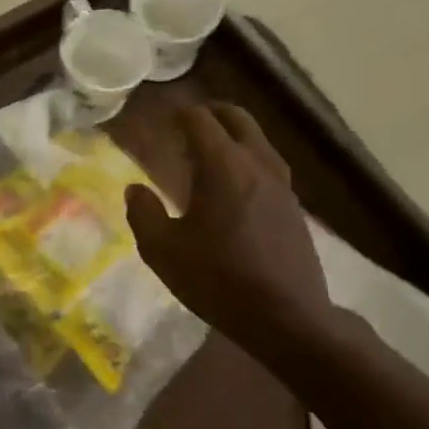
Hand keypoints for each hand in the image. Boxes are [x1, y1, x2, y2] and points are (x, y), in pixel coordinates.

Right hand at [125, 103, 336, 346]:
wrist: (286, 316)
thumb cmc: (217, 279)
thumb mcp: (163, 251)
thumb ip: (143, 214)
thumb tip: (135, 189)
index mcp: (223, 166)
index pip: (200, 120)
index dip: (177, 114)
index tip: (160, 118)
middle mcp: (257, 164)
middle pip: (237, 119)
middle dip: (210, 112)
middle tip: (186, 122)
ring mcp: (281, 184)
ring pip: (258, 140)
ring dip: (233, 134)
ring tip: (208, 150)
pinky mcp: (293, 206)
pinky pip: (268, 165)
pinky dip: (247, 158)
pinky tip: (234, 184)